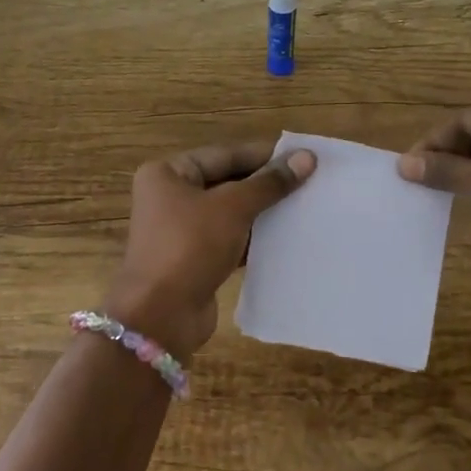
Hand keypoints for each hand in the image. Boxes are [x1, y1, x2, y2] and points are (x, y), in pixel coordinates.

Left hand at [104, 140, 316, 360]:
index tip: (303, 156)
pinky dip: (254, 238)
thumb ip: (270, 183)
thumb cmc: (190, 246)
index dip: (264, 155)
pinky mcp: (194, 259)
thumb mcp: (233, 208)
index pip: (225, 155)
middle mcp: (170, 197)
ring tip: (305, 206)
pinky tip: (286, 237)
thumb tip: (307, 158)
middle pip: (227, 182)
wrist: (161, 315)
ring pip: (230, 212)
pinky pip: (230, 239)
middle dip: (265, 184)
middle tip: (310, 181)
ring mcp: (181, 230)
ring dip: (263, 212)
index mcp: (169, 173)